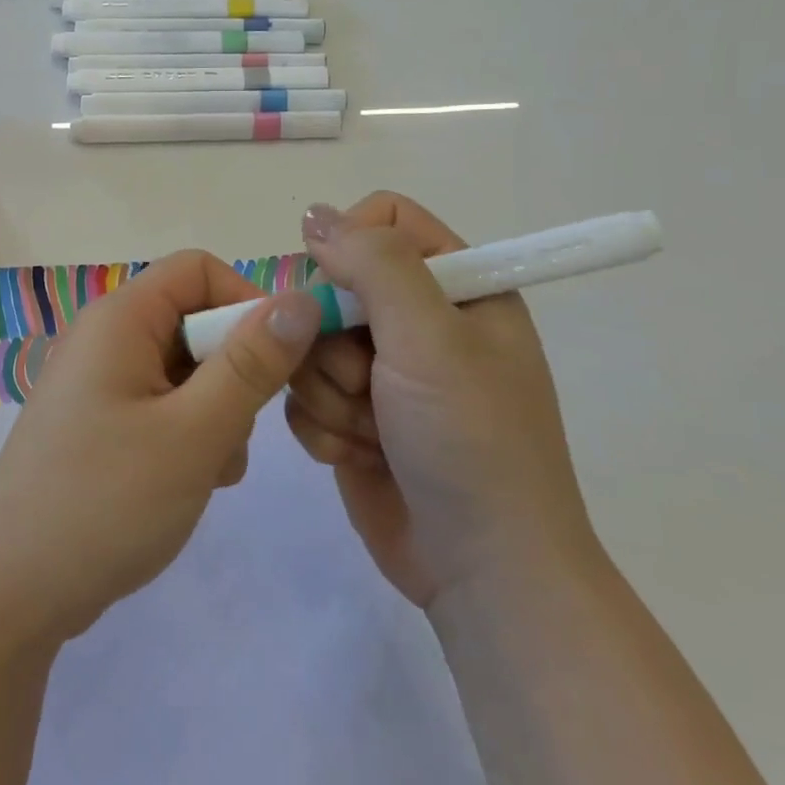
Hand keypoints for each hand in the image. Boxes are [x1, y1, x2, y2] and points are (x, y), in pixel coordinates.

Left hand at [0, 250, 322, 647]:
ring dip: (216, 412)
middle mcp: (105, 338)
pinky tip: (190, 483)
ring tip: (211, 470)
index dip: (247, 303)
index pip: (199, 270)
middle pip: (193, 321)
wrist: (10, 593)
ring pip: (184, 370)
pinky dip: (188, 434)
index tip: (278, 363)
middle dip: (233, 372)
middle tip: (236, 434)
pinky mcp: (97, 424)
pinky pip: (161, 405)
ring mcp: (98, 383)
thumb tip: (302, 298)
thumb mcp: (195, 432)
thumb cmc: (106, 502)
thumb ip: (252, 363)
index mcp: (120, 318)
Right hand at [285, 192, 599, 606]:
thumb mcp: (431, 337)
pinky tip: (358, 455)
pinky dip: (324, 427)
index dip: (350, 246)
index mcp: (457, 287)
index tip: (338, 291)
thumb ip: (374, 263)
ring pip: (308, 344)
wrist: (482, 570)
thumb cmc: (471, 440)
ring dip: (330, 392)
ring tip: (372, 430)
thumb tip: (313, 214)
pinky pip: (302, 394)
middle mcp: (418, 323)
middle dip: (334, 339)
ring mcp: (383, 373)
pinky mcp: (353, 417)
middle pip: (332, 285)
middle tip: (367, 379)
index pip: (384, 221)